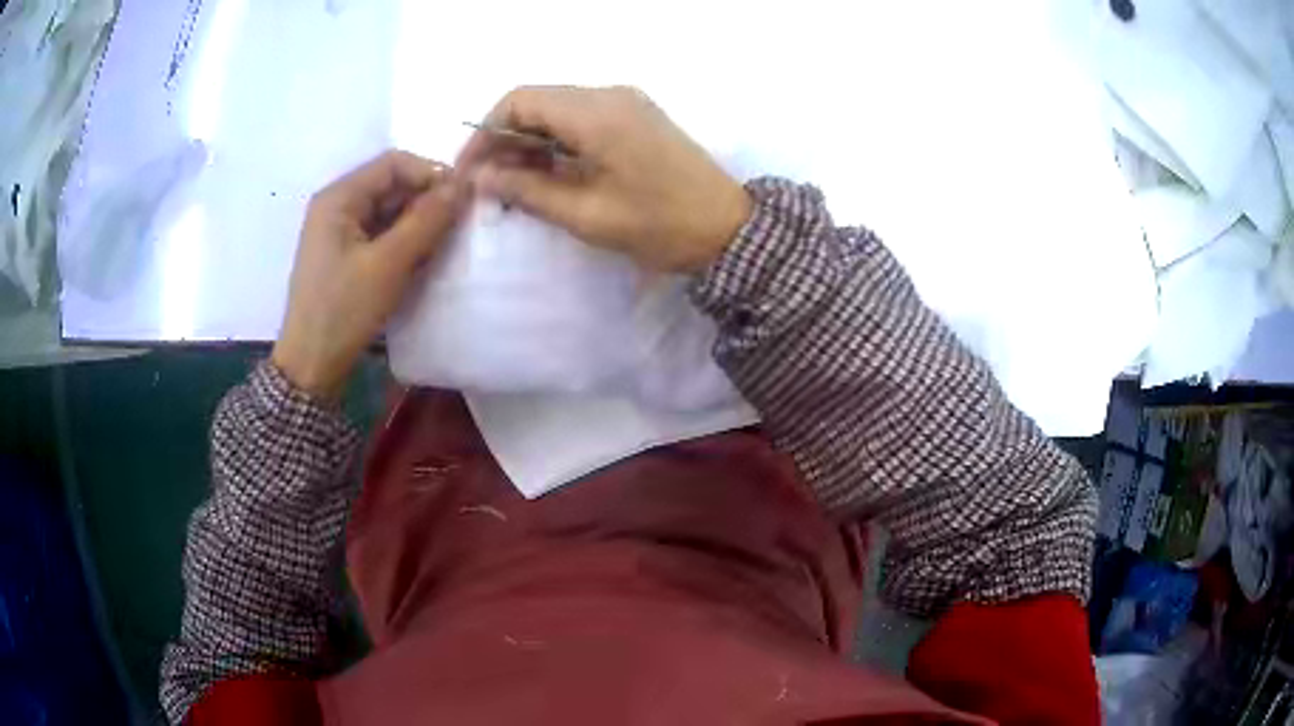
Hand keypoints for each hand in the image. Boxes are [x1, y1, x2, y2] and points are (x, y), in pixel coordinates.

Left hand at [272, 150, 468, 399]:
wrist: (312, 365)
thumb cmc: (344, 310)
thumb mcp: (388, 263)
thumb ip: (427, 220)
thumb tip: (464, 185)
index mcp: (339, 197)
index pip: (394, 163)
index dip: (430, 173)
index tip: (462, 198)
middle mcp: (338, 206)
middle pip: (392, 186)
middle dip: (426, 200)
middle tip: (458, 225)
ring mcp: (340, 232)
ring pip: (390, 212)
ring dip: (418, 223)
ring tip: (444, 245)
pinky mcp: (346, 256)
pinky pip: (382, 235)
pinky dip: (405, 242)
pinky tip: (422, 260)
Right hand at [460, 86, 751, 271]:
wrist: (730, 229)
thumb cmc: (660, 226)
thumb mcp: (587, 214)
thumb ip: (528, 190)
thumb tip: (482, 176)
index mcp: (595, 113)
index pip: (519, 100)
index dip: (486, 132)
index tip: (471, 170)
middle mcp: (609, 94)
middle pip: (537, 101)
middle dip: (504, 137)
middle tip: (490, 183)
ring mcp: (626, 102)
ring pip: (558, 108)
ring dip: (530, 140)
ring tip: (515, 183)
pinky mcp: (636, 115)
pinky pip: (581, 116)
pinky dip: (557, 139)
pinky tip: (549, 172)